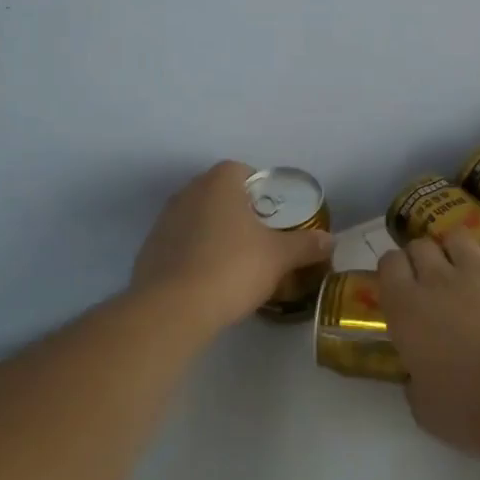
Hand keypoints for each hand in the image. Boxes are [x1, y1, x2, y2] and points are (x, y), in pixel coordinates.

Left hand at [131, 161, 334, 329]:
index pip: (242, 171)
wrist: (172, 309)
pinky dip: (193, 254)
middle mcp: (188, 192)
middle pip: (218, 193)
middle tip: (259, 238)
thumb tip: (330, 239)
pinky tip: (207, 281)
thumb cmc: (232, 268)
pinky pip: (179, 243)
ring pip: (197, 218)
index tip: (273, 214)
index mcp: (219, 183)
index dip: (260, 189)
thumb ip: (305, 245)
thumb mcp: (279, 257)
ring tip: (234, 262)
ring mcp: (164, 220)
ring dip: (214, 232)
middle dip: (238, 211)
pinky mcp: (149, 250)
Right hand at [378, 230, 479, 458]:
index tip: (400, 285)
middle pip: (420, 245)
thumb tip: (417, 375)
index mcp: (406, 309)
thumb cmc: (470, 411)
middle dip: (422, 257)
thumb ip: (414, 381)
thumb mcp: (423, 407)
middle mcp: (437, 279)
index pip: (388, 263)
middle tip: (432, 280)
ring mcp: (479, 270)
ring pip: (458, 235)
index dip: (393, 270)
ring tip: (466, 268)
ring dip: (457, 249)